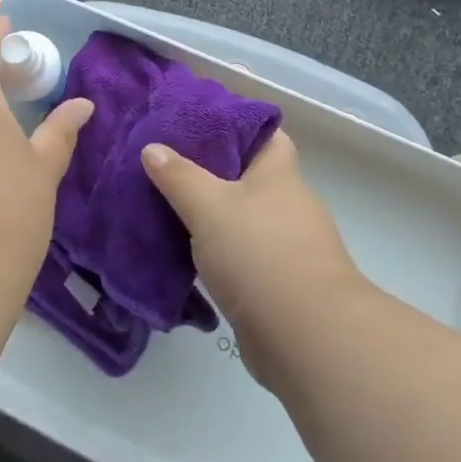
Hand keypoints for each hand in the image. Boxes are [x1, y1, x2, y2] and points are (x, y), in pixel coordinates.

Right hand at [141, 131, 367, 385]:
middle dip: (211, 170)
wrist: (307, 339)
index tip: (196, 122)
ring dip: (210, 215)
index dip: (235, 124)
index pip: (265, 134)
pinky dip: (215, 252)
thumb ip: (179, 175)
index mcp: (279, 175)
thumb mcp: (209, 205)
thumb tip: (153, 148)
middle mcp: (287, 206)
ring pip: (241, 219)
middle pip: (248, 177)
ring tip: (164, 204)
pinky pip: (239, 256)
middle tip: (165, 162)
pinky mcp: (277, 285)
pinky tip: (182, 252)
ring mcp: (286, 248)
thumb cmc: (260, 254)